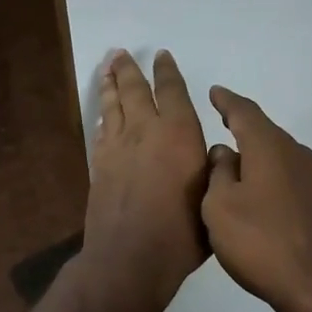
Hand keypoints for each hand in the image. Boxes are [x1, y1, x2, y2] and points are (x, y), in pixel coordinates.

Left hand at [76, 50, 209, 311]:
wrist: (130, 258)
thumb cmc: (182, 231)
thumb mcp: (212, 195)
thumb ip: (211, 168)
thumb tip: (209, 153)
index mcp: (179, 132)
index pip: (172, 90)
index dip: (167, 70)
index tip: (162, 55)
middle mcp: (146, 130)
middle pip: (134, 89)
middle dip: (129, 69)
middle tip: (121, 53)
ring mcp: (118, 146)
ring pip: (112, 105)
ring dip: (109, 84)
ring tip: (107, 67)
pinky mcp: (99, 165)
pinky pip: (101, 130)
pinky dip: (103, 116)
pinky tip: (103, 114)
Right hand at [201, 87, 311, 311]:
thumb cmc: (262, 241)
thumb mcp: (221, 207)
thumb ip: (219, 174)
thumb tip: (224, 153)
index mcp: (269, 146)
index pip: (245, 112)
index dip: (226, 101)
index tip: (214, 92)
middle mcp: (296, 153)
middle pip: (265, 133)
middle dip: (242, 128)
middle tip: (221, 125)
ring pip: (278, 157)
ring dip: (256, 157)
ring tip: (234, 165)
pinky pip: (288, 178)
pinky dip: (269, 178)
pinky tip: (259, 196)